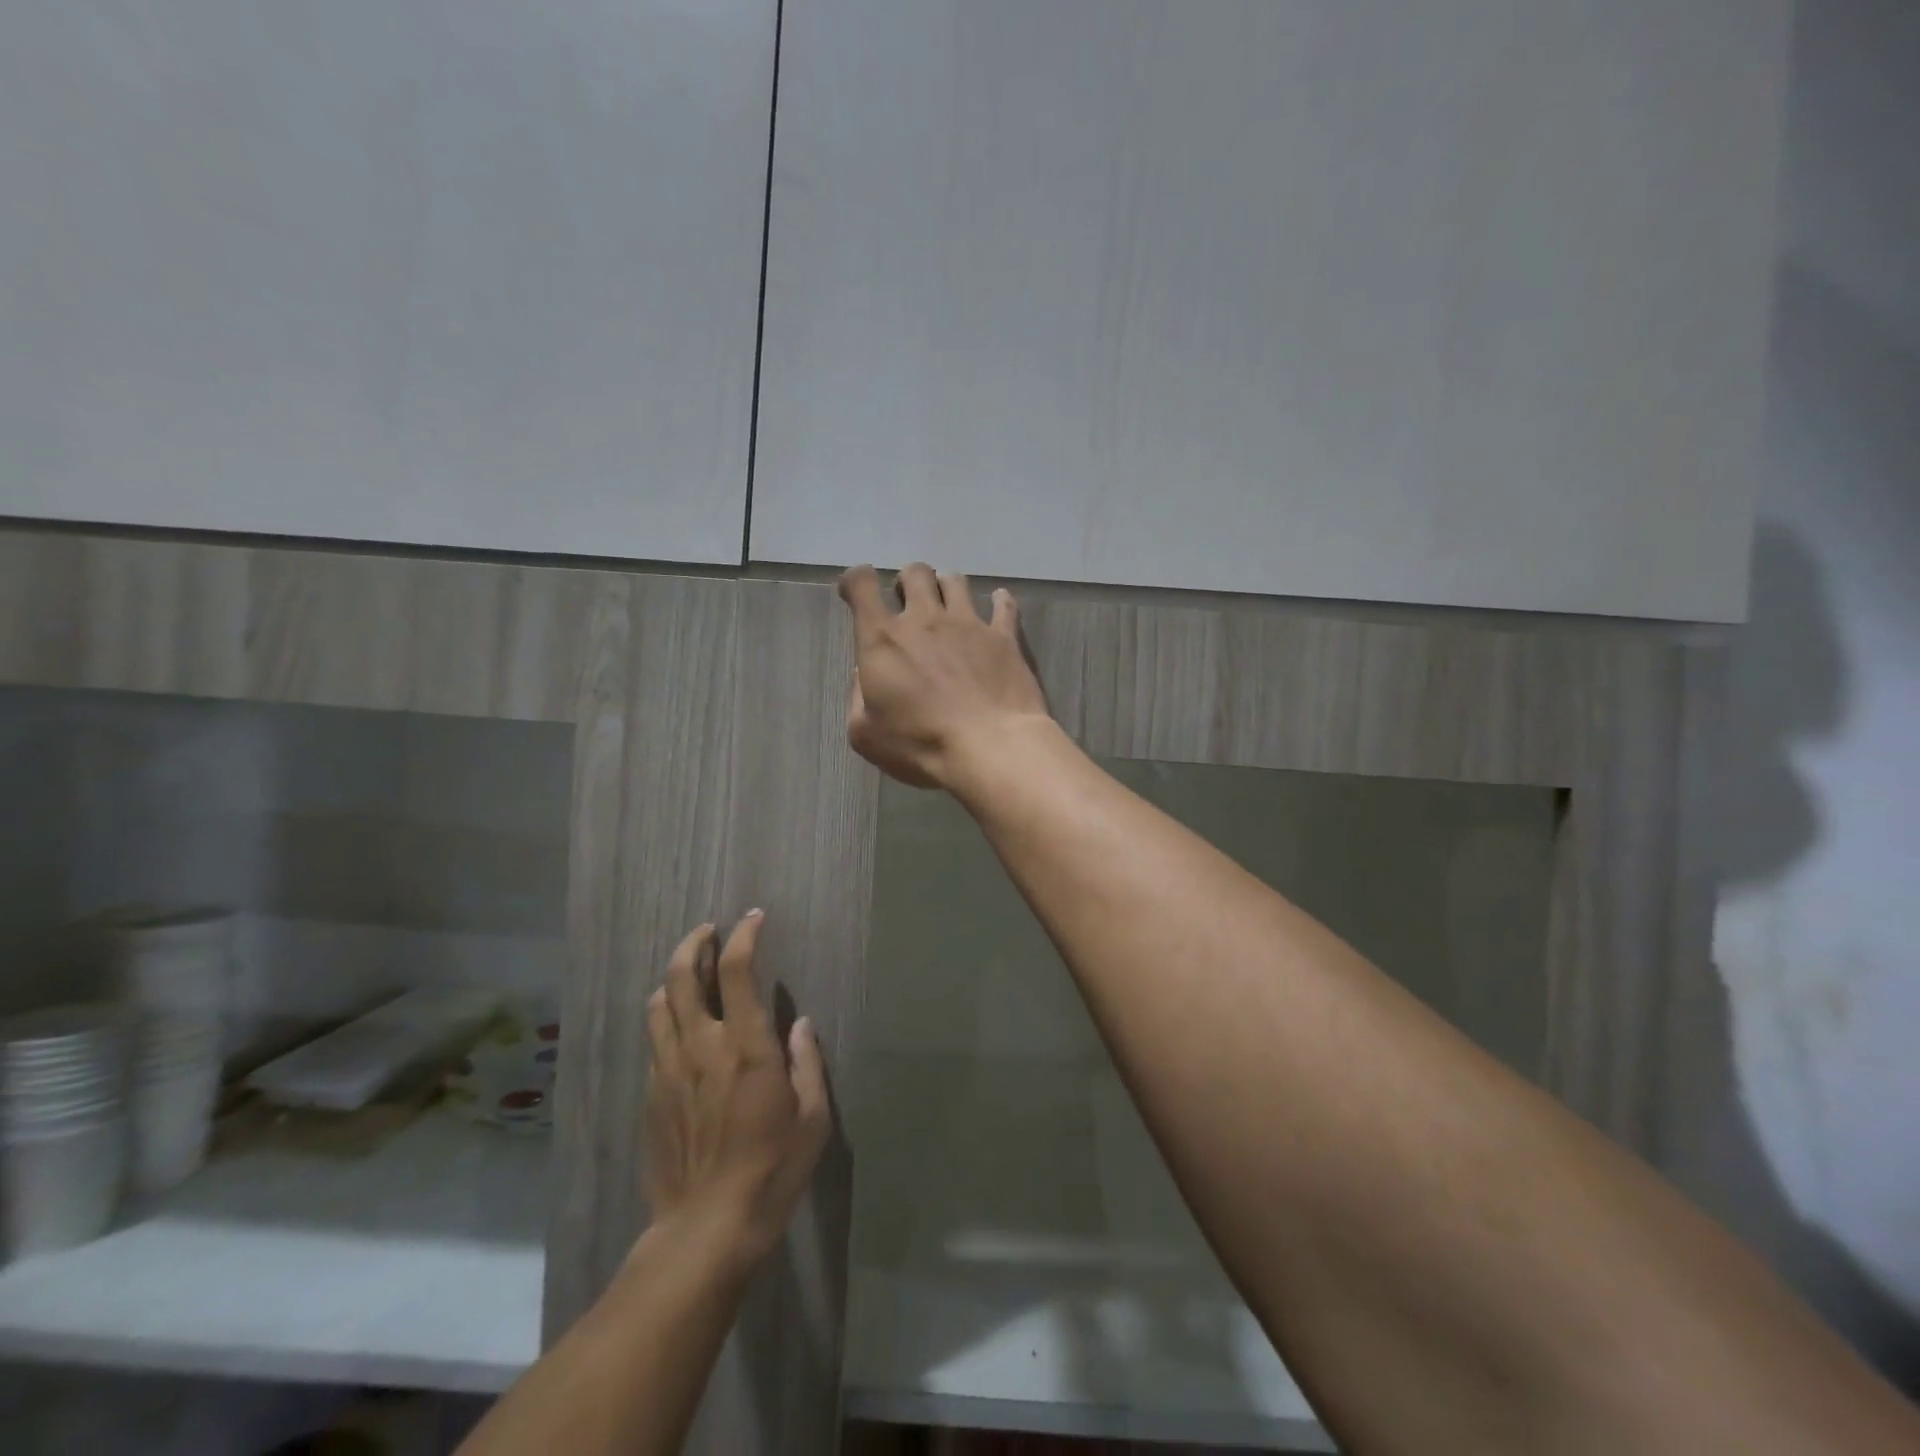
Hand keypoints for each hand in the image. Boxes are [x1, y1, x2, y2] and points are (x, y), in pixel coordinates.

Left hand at [643, 913, 830, 1264]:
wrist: (707, 1228)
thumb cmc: (772, 1170)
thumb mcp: (812, 1118)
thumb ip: (807, 1063)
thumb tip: (798, 1023)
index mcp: (746, 1046)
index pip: (737, 969)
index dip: (743, 934)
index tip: (752, 918)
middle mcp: (702, 1046)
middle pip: (683, 975)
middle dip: (694, 942)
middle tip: (708, 930)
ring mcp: (670, 1070)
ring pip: (659, 1004)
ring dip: (674, 976)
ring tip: (688, 969)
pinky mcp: (652, 1095)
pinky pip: (654, 1041)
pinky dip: (666, 1017)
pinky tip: (679, 1026)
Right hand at [837, 563, 1051, 789]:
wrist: (990, 748)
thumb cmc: (921, 745)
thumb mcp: (866, 734)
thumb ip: (858, 697)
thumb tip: (867, 675)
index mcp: (883, 640)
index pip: (862, 585)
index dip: (855, 581)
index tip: (856, 593)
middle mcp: (924, 619)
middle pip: (915, 573)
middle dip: (907, 582)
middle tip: (909, 606)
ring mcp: (968, 623)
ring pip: (955, 581)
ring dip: (946, 588)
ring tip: (948, 608)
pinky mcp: (1004, 636)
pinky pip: (1004, 604)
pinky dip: (999, 601)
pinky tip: (998, 605)